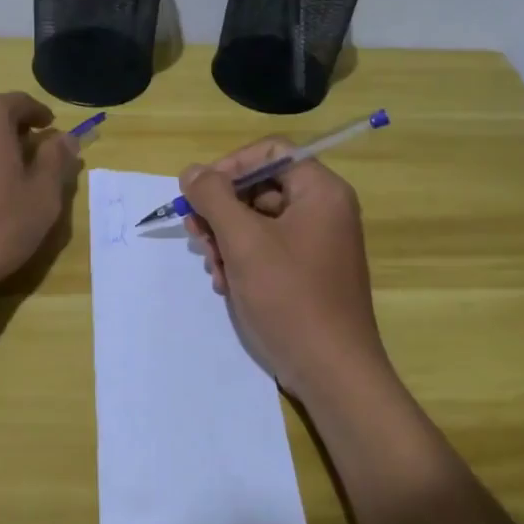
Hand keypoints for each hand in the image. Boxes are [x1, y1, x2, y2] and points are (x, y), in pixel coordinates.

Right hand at [180, 140, 389, 406]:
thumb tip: (192, 171)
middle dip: (222, 211)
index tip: (198, 193)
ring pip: (258, 221)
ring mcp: (316, 243)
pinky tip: (227, 284)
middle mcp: (323, 210)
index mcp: (320, 192)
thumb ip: (214, 198)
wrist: (331, 371)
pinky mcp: (307, 272)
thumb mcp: (244, 242)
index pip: (270, 152)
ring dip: (226, 240)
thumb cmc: (290, 298)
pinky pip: (267, 249)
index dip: (229, 166)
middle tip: (197, 235)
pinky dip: (242, 261)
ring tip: (214, 268)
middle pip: (260, 188)